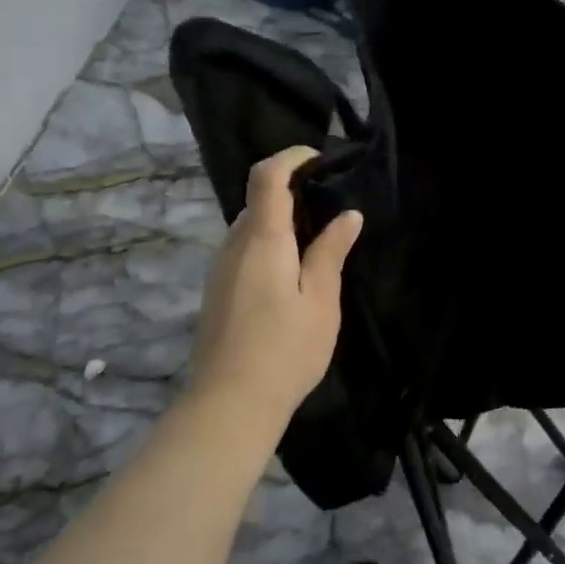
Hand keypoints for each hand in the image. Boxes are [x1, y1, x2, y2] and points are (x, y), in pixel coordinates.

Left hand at [189, 147, 362, 428]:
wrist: (228, 406)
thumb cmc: (284, 350)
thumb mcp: (320, 301)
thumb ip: (331, 252)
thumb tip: (348, 215)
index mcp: (262, 240)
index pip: (267, 176)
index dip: (291, 158)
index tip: (320, 160)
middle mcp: (234, 245)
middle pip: (258, 200)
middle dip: (292, 192)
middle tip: (331, 209)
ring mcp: (220, 269)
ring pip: (250, 226)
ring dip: (281, 221)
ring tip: (317, 243)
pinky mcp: (217, 290)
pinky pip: (244, 249)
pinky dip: (269, 243)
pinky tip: (291, 274)